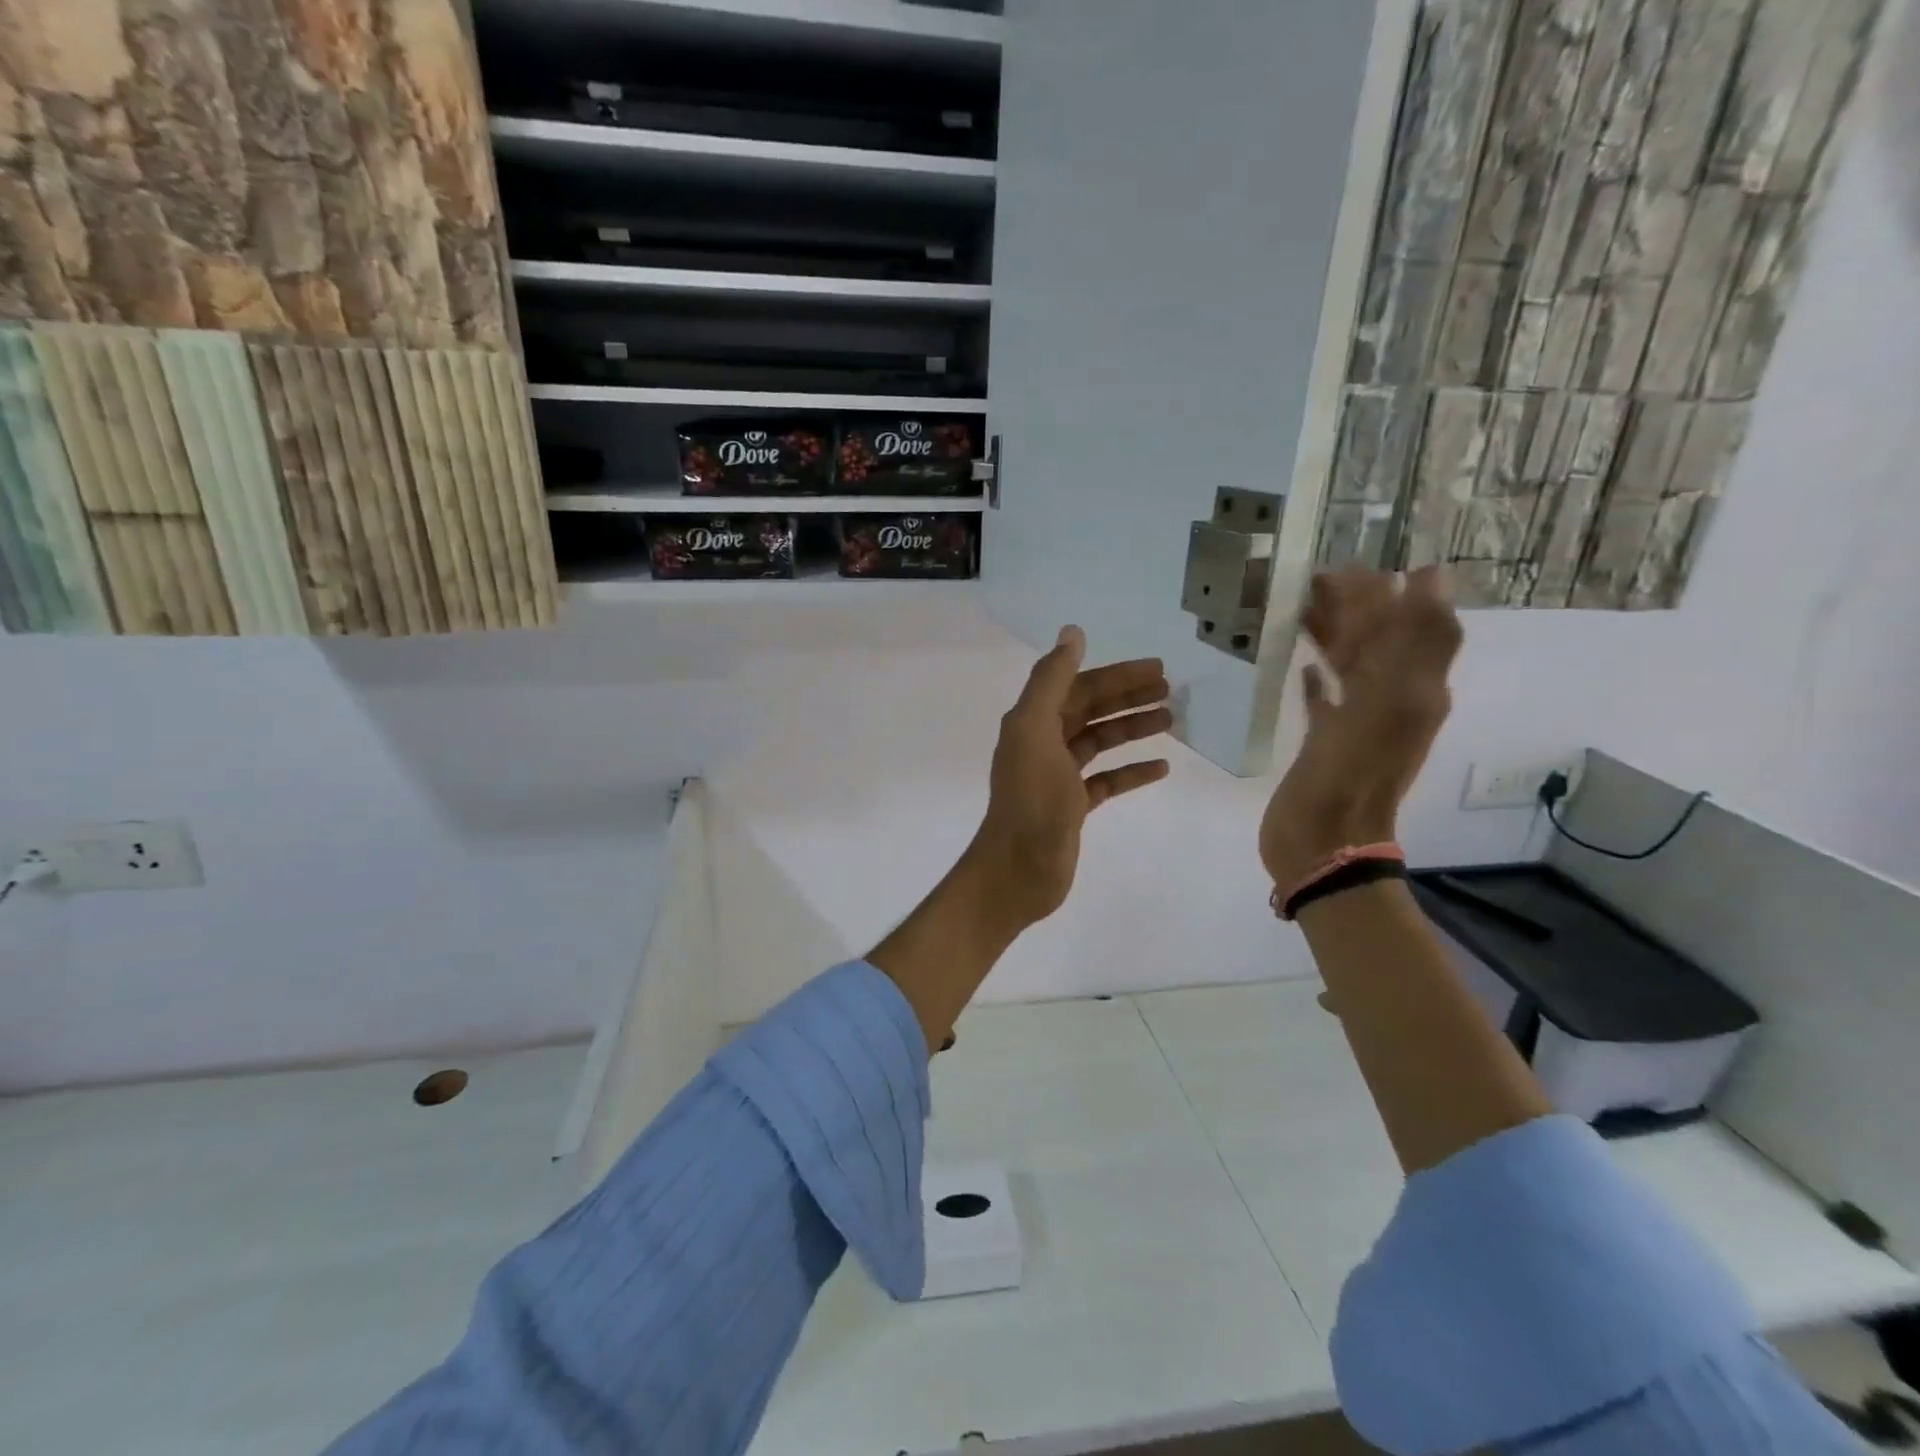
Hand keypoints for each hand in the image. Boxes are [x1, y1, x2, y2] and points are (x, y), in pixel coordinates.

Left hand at [969, 626, 1171, 930]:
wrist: (1018, 870)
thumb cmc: (1030, 800)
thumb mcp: (1035, 731)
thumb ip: (1050, 681)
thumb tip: (1072, 633)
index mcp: (1032, 722)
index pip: (1078, 686)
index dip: (1116, 675)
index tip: (1157, 668)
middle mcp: (1043, 744)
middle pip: (1090, 710)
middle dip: (1128, 697)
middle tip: (1171, 690)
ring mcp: (1058, 777)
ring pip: (1100, 742)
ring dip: (1132, 728)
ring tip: (1171, 721)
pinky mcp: (1072, 807)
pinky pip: (1106, 780)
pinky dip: (1131, 771)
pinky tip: (1161, 768)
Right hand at [1259, 568, 1461, 892]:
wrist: (1323, 843)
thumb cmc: (1350, 772)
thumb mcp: (1391, 702)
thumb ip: (1412, 641)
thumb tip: (1430, 578)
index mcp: (1414, 689)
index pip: (1413, 624)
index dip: (1391, 592)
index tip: (1350, 566)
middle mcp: (1393, 701)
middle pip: (1381, 642)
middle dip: (1356, 608)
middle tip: (1315, 580)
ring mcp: (1360, 724)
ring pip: (1352, 666)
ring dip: (1334, 636)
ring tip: (1301, 610)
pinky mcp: (1328, 744)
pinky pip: (1327, 701)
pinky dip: (1318, 680)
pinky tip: (1301, 666)